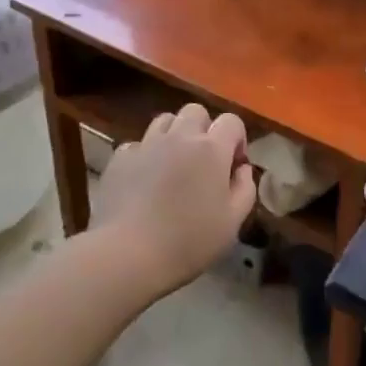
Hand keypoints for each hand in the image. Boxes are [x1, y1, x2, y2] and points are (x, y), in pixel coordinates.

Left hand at [97, 103, 255, 294]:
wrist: (128, 253)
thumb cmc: (188, 241)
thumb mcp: (232, 222)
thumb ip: (245, 189)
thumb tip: (242, 169)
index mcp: (211, 149)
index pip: (231, 121)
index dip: (237, 139)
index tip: (233, 165)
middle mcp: (180, 137)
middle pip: (196, 111)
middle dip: (204, 129)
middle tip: (203, 161)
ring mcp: (147, 144)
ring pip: (165, 120)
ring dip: (174, 135)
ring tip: (173, 164)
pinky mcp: (120, 158)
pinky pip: (137, 144)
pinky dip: (145, 155)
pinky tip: (144, 179)